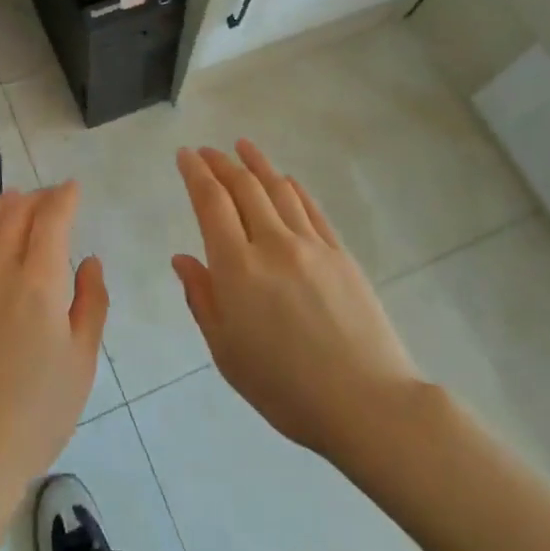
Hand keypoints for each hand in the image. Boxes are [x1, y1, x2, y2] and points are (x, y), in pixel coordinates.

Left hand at [0, 185, 108, 501]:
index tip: (73, 187)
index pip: (50, 220)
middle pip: (17, 214)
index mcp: (38, 285)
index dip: (63, 198)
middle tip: (54, 195)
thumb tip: (88, 261)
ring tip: (21, 197)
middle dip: (38, 197)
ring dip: (7, 204)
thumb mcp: (82, 359)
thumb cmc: (40, 411)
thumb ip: (91, 301)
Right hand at [173, 141, 423, 463]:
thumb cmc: (285, 388)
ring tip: (242, 146)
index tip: (185, 154)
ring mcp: (312, 245)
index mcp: (237, 268)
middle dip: (221, 163)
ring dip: (257, 164)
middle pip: (244, 187)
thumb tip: (183, 259)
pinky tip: (286, 179)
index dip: (196, 173)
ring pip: (279, 190)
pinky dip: (293, 187)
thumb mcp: (227, 352)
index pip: (211, 203)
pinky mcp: (341, 255)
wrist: (367, 404)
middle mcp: (272, 244)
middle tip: (207, 150)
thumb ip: (202, 298)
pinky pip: (311, 208)